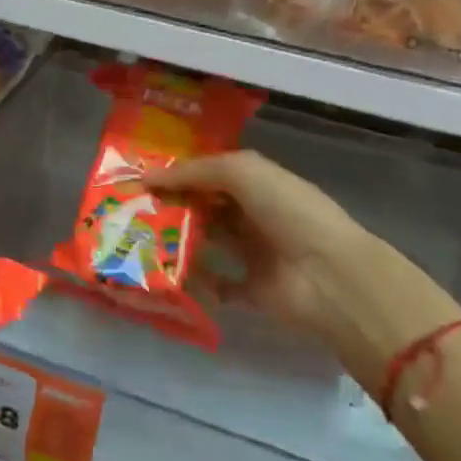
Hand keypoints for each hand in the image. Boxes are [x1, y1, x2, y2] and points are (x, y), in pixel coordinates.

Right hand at [145, 150, 376, 338]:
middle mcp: (255, 214)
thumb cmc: (287, 211)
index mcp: (258, 183)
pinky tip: (169, 273)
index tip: (140, 178)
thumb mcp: (241, 171)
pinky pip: (217, 285)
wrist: (329, 275)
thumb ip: (194, 171)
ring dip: (179, 240)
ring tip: (141, 238)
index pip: (211, 173)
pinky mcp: (251, 289)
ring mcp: (254, 252)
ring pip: (208, 242)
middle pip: (206, 206)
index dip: (179, 174)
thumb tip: (148, 177)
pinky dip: (197, 282)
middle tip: (132, 209)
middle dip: (173, 206)